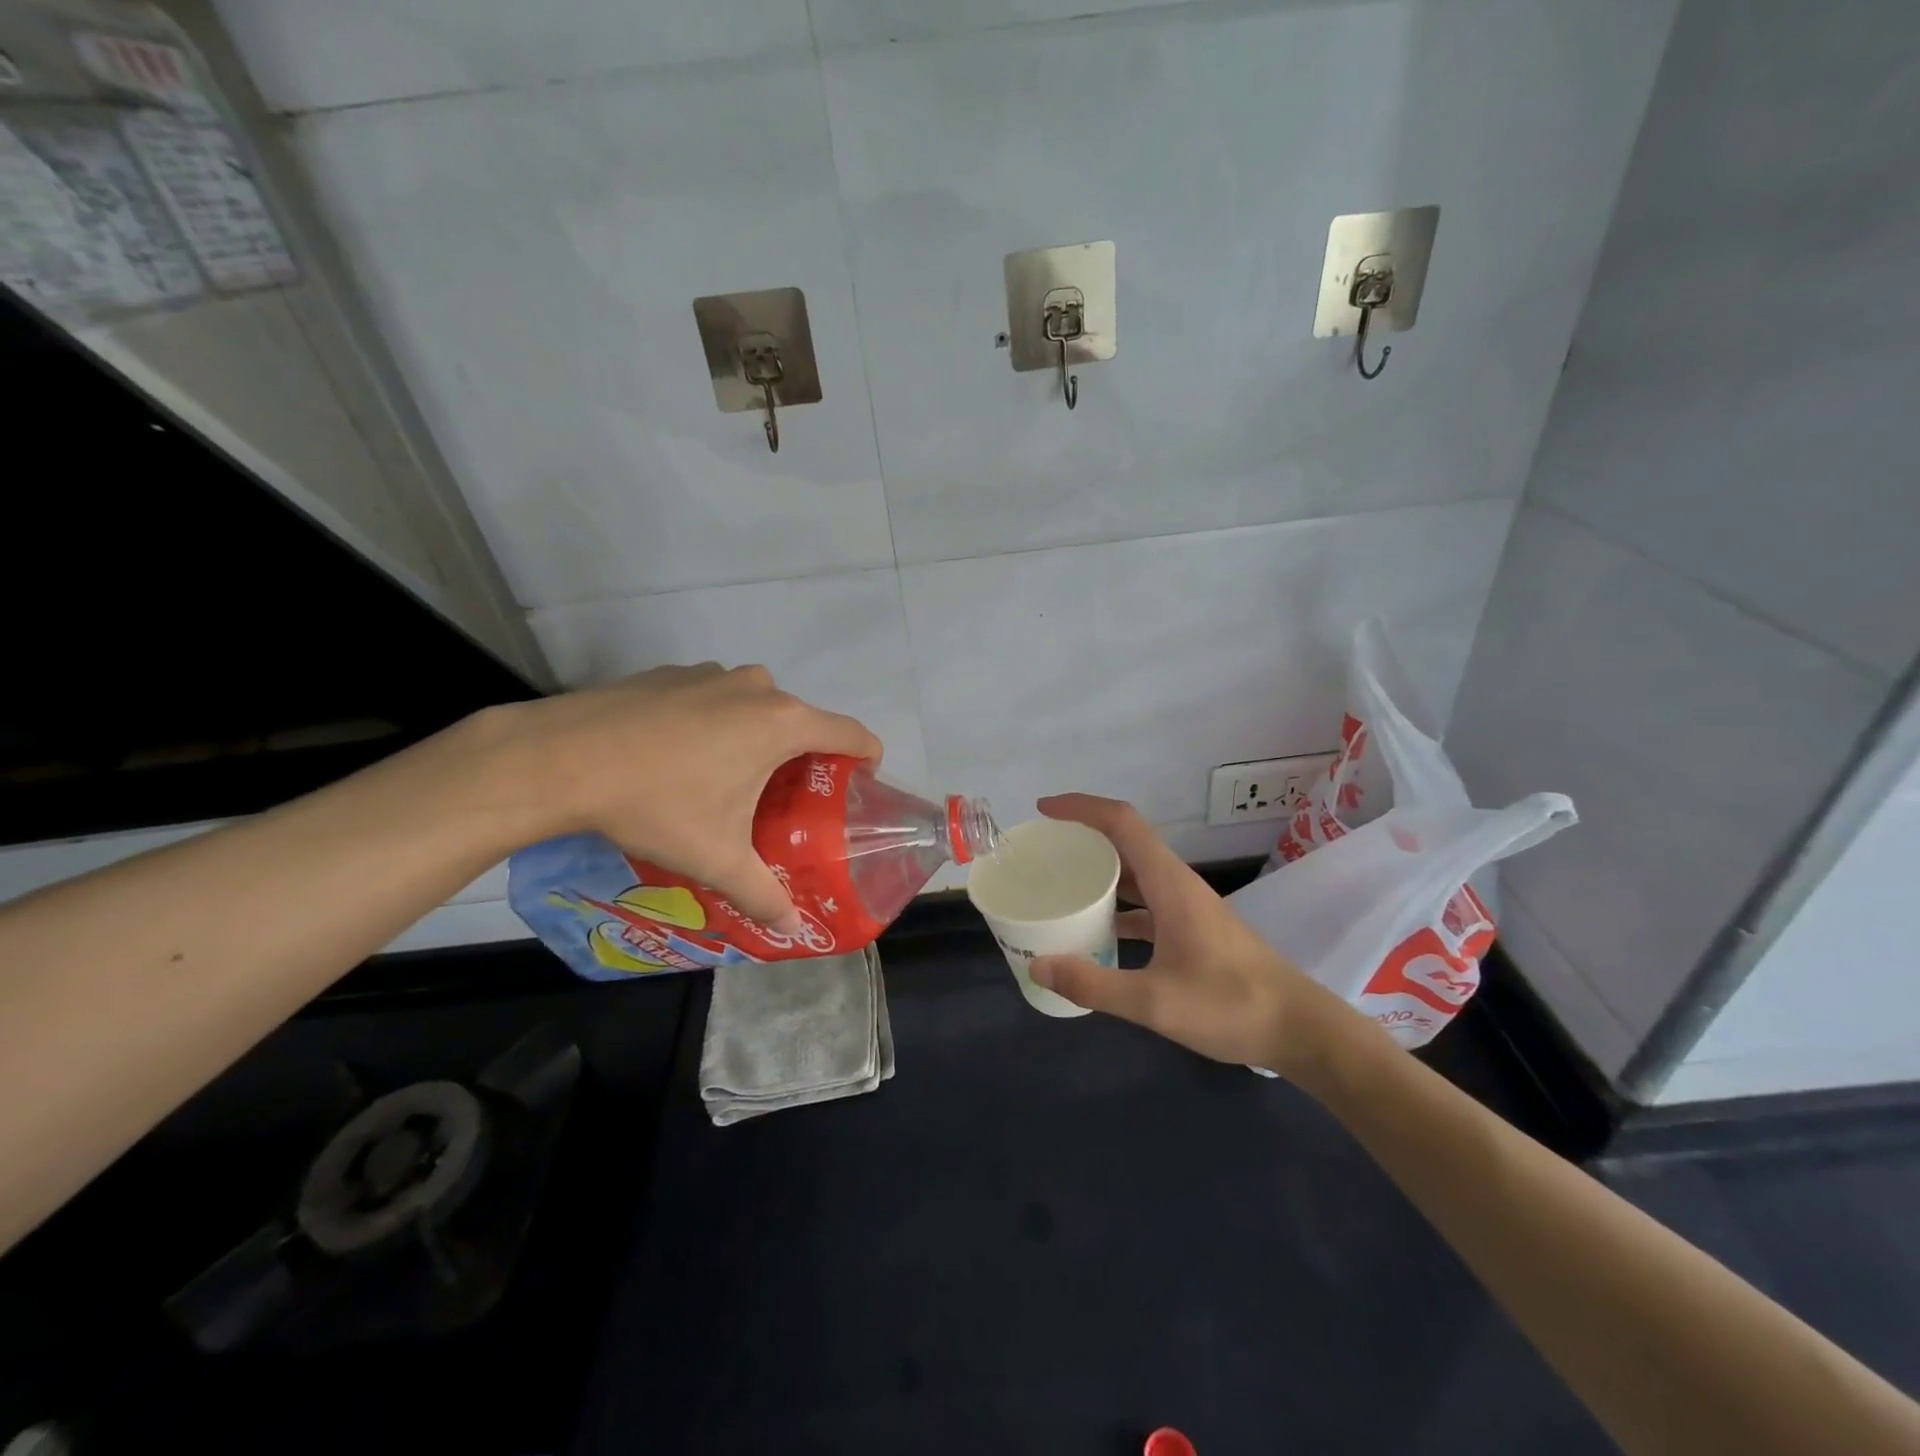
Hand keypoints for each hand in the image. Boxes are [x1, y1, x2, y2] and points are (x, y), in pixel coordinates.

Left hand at [495, 664, 880, 932]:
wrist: (559, 758)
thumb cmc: (657, 804)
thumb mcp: (716, 858)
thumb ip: (763, 894)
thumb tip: (795, 929)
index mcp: (782, 724)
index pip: (852, 733)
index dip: (866, 758)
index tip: (859, 784)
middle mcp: (757, 688)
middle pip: (802, 722)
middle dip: (803, 758)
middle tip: (785, 801)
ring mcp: (712, 674)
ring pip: (756, 707)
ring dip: (756, 738)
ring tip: (728, 780)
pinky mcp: (673, 673)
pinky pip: (715, 698)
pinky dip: (716, 723)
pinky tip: (679, 757)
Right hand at [1029, 794, 1336, 1071]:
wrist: (1300, 1030)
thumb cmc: (1231, 1006)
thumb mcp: (1155, 1002)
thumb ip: (1094, 984)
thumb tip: (1037, 966)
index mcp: (1170, 884)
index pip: (1122, 822)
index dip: (1081, 808)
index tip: (1044, 810)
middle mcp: (1177, 885)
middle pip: (1125, 841)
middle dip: (1083, 837)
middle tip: (1042, 851)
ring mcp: (1188, 907)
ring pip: (1136, 873)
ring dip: (1100, 872)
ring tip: (1060, 885)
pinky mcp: (1193, 929)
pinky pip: (1146, 903)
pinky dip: (1117, 907)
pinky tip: (1097, 933)